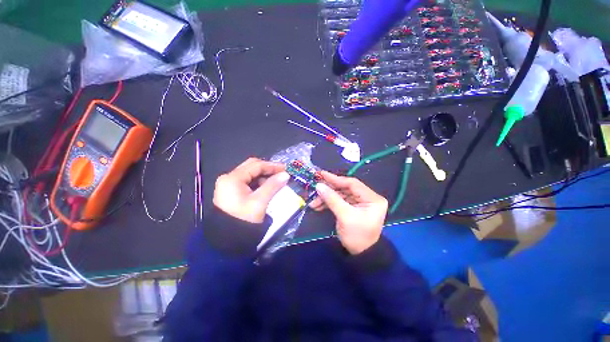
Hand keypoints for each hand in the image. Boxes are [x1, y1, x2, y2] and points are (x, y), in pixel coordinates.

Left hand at [213, 158, 289, 223]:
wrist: (227, 240)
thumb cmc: (244, 219)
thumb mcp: (260, 202)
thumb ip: (273, 185)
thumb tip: (285, 175)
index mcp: (233, 178)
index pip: (256, 165)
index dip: (272, 166)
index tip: (286, 169)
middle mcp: (228, 178)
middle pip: (251, 167)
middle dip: (267, 169)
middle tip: (281, 173)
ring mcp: (228, 184)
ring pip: (250, 174)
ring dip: (263, 176)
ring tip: (276, 182)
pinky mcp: (231, 191)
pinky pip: (247, 181)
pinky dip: (258, 182)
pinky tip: (266, 187)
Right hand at [313, 171, 387, 254]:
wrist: (361, 256)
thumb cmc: (357, 236)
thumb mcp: (344, 216)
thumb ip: (332, 199)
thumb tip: (319, 185)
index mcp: (372, 198)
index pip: (352, 184)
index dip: (336, 179)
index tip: (322, 175)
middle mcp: (368, 198)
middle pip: (345, 188)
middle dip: (329, 190)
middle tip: (316, 188)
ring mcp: (360, 203)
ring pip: (341, 195)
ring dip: (327, 197)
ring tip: (314, 202)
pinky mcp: (353, 207)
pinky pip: (339, 201)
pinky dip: (329, 202)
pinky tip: (318, 205)